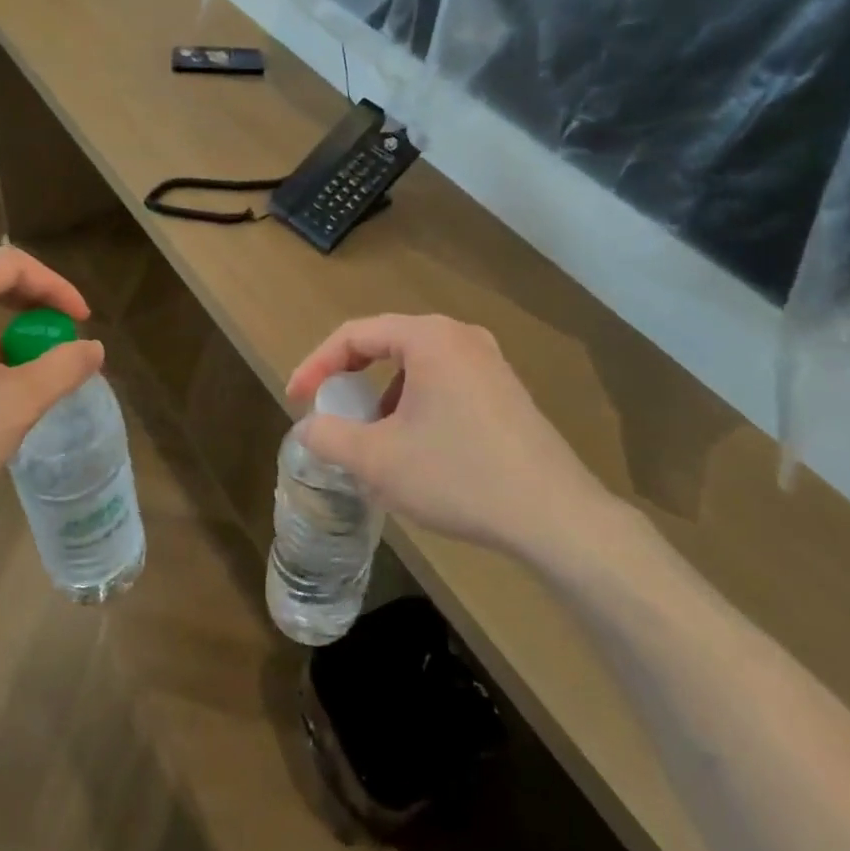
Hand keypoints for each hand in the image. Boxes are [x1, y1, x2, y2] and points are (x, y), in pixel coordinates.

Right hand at [286, 314, 612, 556]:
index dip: (316, 364)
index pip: (355, 335)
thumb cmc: (459, 476)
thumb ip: (330, 437)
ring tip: (371, 436)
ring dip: (384, 394)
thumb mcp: (379, 460)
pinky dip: (416, 403)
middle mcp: (461, 336)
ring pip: (417, 366)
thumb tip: (308, 427)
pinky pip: (445, 382)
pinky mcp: (506, 391)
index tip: (295, 399)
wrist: (554, 515)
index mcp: (429, 338)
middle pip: (387, 343)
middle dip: (350, 377)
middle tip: (328, 409)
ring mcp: (489, 362)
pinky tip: (416, 447)